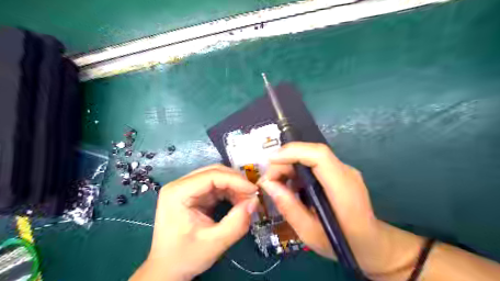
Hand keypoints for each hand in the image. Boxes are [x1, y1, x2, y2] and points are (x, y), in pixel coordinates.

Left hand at [130, 165, 257, 279]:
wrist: (167, 270)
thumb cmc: (185, 257)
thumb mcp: (214, 244)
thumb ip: (237, 223)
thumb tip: (254, 202)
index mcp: (178, 192)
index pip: (211, 175)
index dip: (236, 180)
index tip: (254, 190)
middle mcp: (181, 185)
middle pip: (214, 172)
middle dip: (236, 182)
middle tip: (252, 195)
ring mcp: (187, 188)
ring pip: (217, 177)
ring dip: (234, 187)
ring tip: (247, 201)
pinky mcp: (194, 195)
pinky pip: (216, 187)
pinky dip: (230, 192)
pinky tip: (238, 203)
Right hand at [258, 143, 425, 278]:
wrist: (372, 244)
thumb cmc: (343, 243)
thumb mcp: (310, 233)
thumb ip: (289, 207)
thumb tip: (267, 184)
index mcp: (343, 189)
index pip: (319, 155)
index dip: (293, 152)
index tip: (270, 161)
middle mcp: (346, 172)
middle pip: (311, 154)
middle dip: (285, 162)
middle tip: (268, 181)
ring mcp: (344, 171)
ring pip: (310, 157)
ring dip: (289, 166)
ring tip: (276, 185)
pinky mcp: (339, 173)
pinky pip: (314, 164)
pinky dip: (297, 171)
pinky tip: (291, 187)